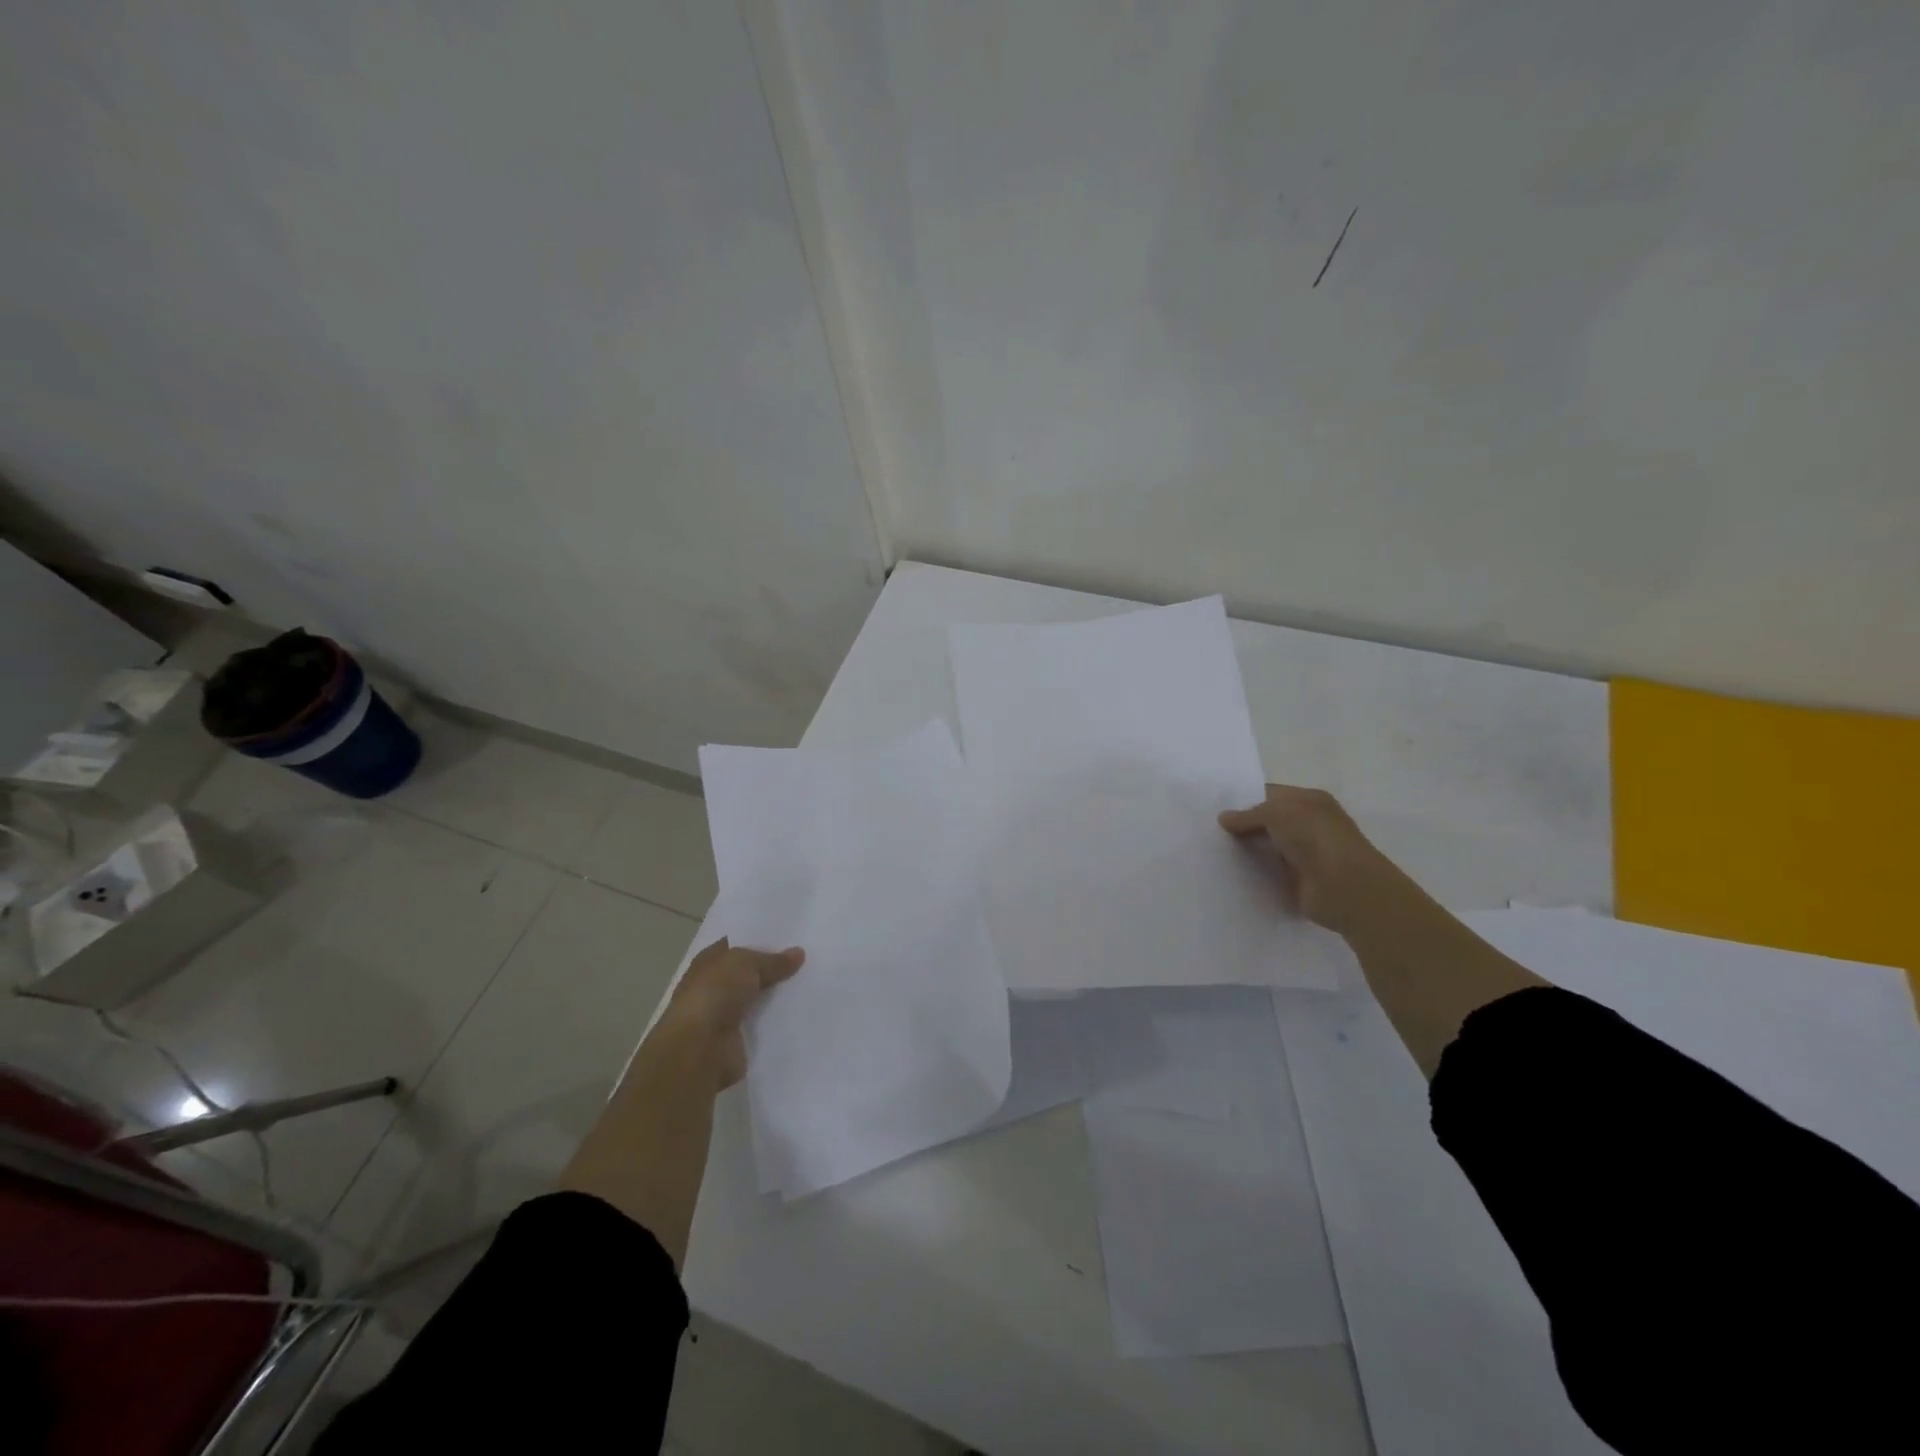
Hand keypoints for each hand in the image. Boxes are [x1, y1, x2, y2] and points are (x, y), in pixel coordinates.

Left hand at [648, 937, 804, 1091]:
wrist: (699, 1050)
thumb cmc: (714, 995)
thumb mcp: (746, 964)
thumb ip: (772, 960)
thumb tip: (799, 953)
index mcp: (707, 962)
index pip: (735, 945)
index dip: (759, 940)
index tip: (790, 937)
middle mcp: (713, 987)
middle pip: (748, 973)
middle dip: (773, 968)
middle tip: (807, 959)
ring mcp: (723, 1015)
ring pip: (757, 999)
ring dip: (776, 996)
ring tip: (810, 984)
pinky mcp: (736, 1040)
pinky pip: (762, 1025)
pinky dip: (777, 1021)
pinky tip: (802, 1012)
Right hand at [1219, 785, 1411, 937]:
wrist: (1345, 888)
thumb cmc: (1315, 838)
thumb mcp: (1277, 813)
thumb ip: (1249, 815)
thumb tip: (1224, 818)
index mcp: (1309, 801)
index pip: (1271, 794)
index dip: (1244, 799)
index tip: (1214, 808)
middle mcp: (1309, 825)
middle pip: (1268, 822)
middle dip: (1242, 826)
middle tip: (1207, 830)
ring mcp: (1305, 854)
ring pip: (1267, 848)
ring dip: (1247, 851)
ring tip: (1212, 852)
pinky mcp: (1299, 882)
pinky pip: (1270, 873)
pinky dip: (1254, 874)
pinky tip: (1229, 873)